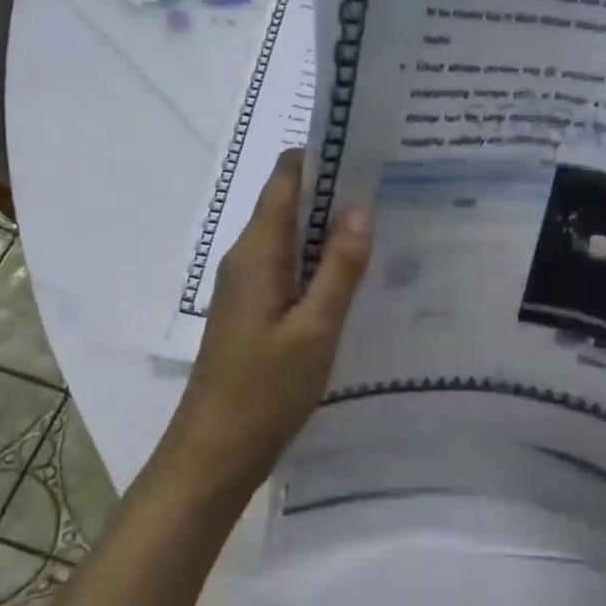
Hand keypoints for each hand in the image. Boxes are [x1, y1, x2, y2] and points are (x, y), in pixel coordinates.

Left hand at [164, 150, 371, 494]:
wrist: (213, 455)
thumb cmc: (264, 392)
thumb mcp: (315, 329)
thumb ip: (339, 268)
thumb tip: (360, 207)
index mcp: (256, 252)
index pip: (285, 178)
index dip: (322, 156)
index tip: (368, 150)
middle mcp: (247, 258)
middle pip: (289, 204)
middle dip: (335, 191)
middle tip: (392, 186)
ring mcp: (248, 286)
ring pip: (292, 238)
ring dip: (330, 228)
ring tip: (385, 223)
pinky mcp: (255, 311)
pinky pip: (290, 268)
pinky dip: (321, 261)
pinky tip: (356, 274)